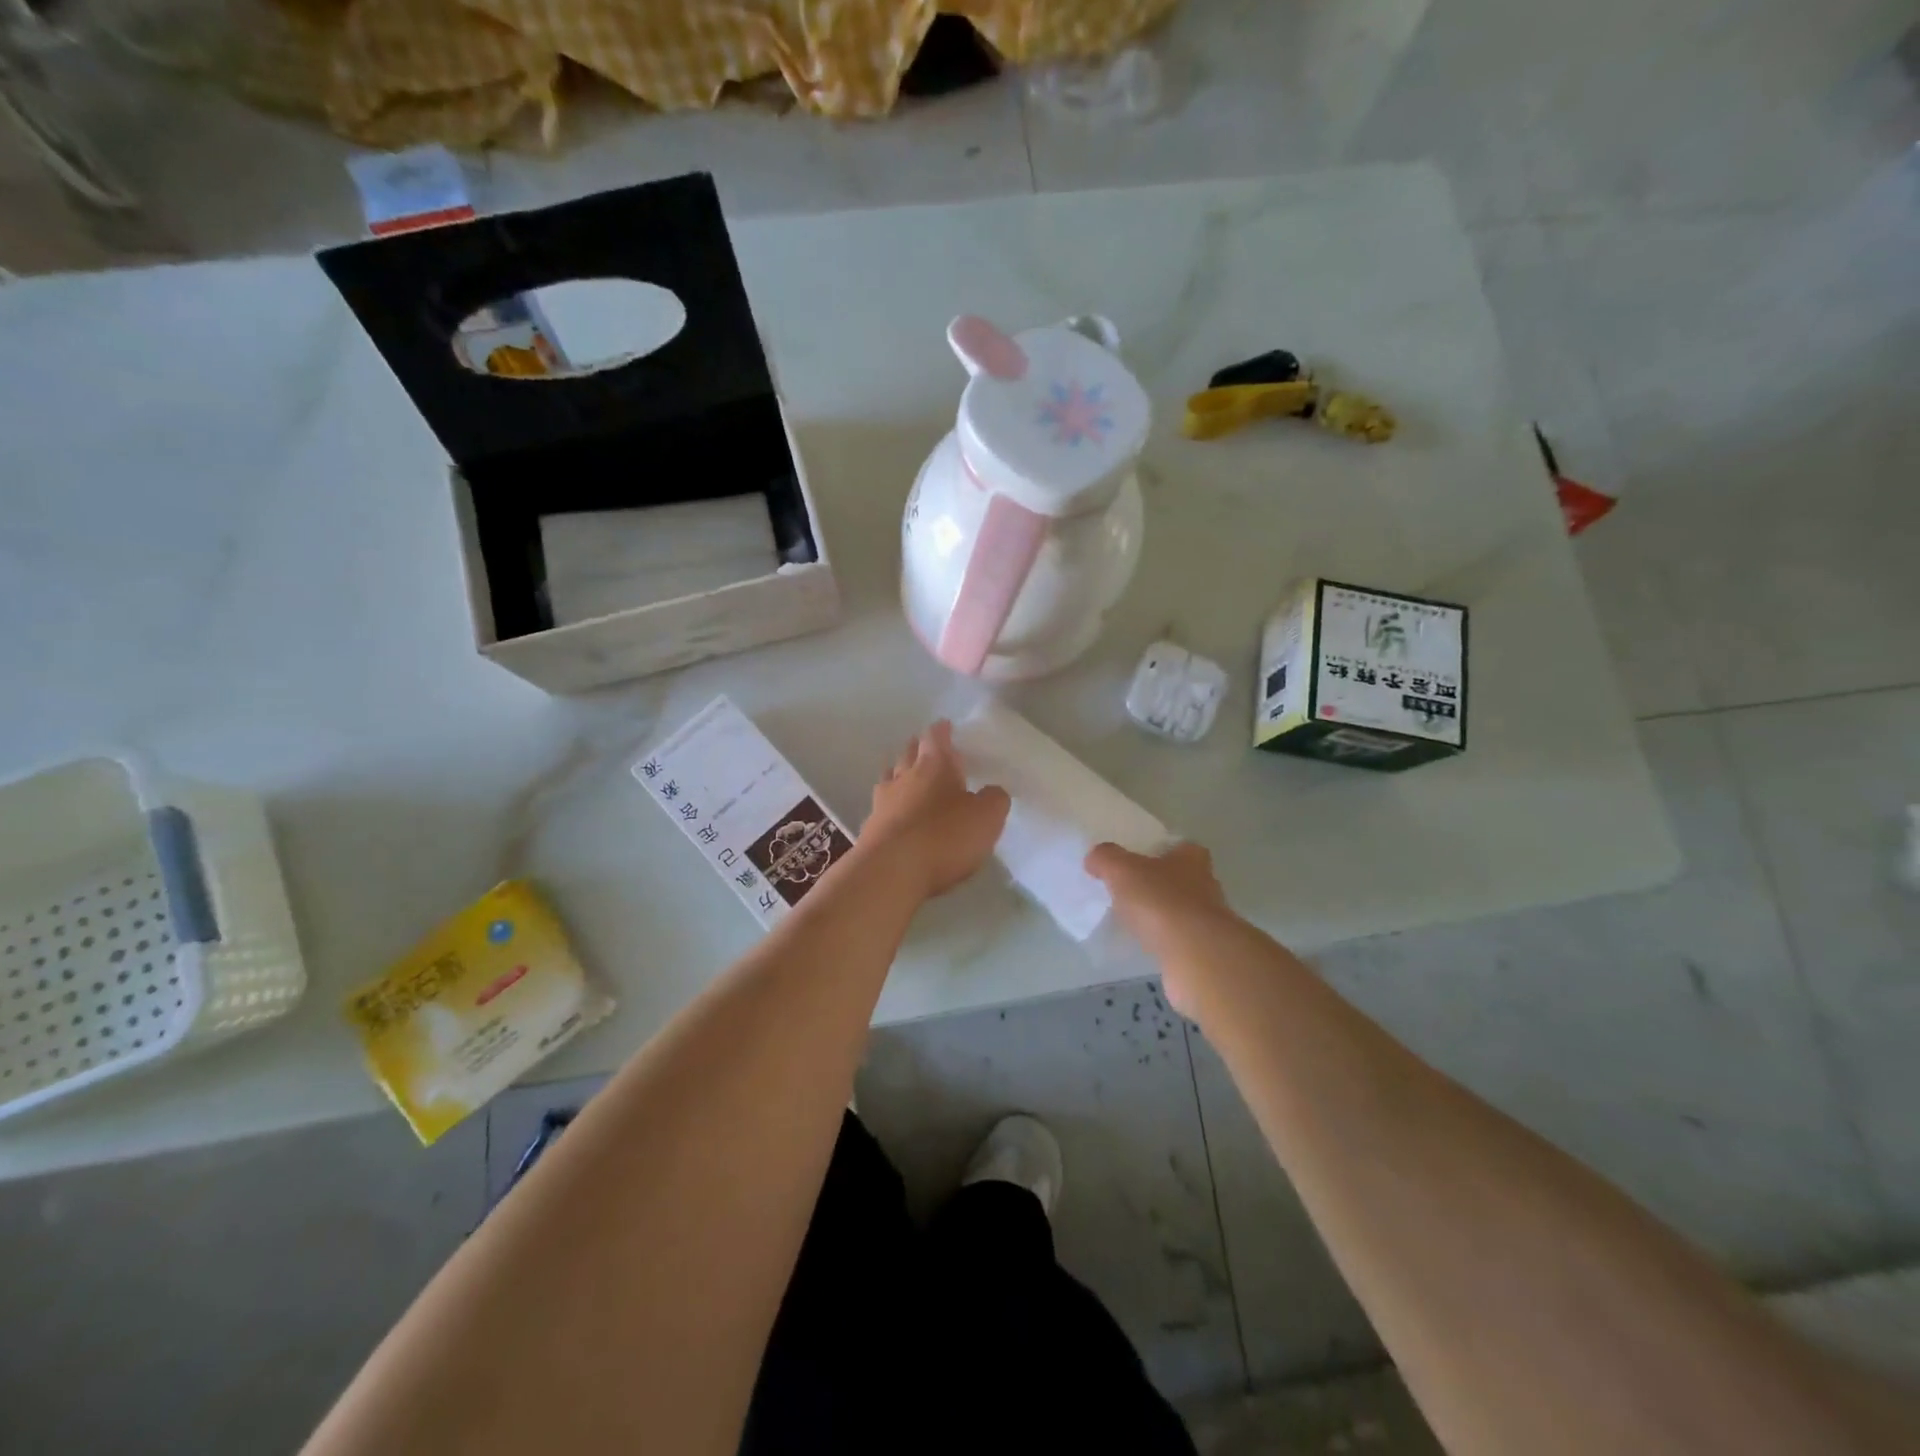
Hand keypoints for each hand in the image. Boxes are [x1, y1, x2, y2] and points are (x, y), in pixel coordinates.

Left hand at [860, 721, 1009, 899]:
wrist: (891, 871)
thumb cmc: (945, 836)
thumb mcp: (987, 817)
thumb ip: (994, 799)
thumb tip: (991, 792)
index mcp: (935, 765)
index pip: (936, 737)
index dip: (941, 731)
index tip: (944, 725)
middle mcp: (905, 777)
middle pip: (909, 754)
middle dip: (918, 748)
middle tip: (925, 747)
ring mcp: (883, 802)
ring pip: (890, 778)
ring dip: (899, 774)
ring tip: (906, 775)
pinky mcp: (870, 829)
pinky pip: (882, 808)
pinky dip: (891, 806)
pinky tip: (895, 814)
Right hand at [1085, 840, 1232, 962]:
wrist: (1194, 955)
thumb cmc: (1161, 900)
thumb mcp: (1122, 870)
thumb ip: (1105, 858)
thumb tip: (1094, 858)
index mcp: (1192, 858)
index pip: (1181, 846)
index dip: (1160, 850)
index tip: (1138, 859)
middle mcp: (1206, 884)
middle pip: (1181, 878)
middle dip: (1159, 883)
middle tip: (1129, 889)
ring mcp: (1208, 919)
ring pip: (1180, 909)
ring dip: (1161, 913)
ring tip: (1132, 919)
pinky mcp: (1203, 949)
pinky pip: (1178, 938)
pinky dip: (1162, 939)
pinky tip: (1144, 943)